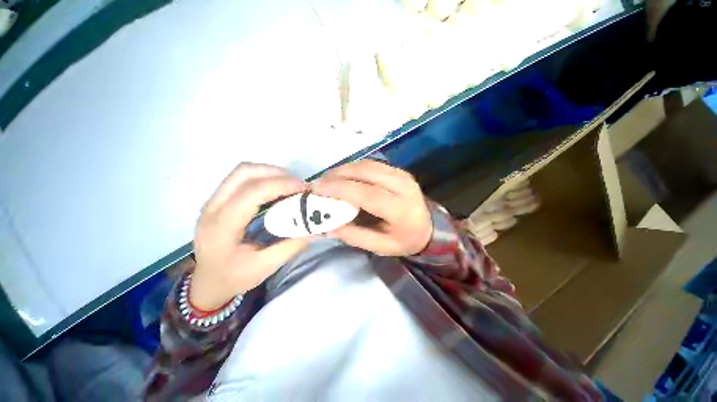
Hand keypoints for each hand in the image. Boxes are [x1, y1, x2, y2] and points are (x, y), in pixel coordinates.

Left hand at [190, 163, 309, 310]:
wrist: (207, 283)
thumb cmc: (233, 278)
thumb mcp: (265, 267)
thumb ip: (291, 246)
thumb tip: (316, 228)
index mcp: (222, 226)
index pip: (252, 192)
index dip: (280, 184)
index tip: (303, 188)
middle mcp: (212, 208)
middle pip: (244, 172)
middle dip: (276, 173)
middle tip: (297, 185)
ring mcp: (212, 201)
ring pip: (242, 171)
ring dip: (269, 173)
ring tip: (289, 185)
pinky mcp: (217, 200)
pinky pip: (241, 179)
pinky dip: (262, 178)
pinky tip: (276, 190)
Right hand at [313, 160, 431, 256]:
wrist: (429, 228)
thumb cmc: (404, 240)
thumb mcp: (381, 246)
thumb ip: (355, 236)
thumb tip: (328, 225)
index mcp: (401, 209)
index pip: (367, 194)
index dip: (341, 189)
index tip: (318, 188)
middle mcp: (403, 186)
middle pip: (366, 172)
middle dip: (339, 174)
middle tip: (319, 182)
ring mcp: (402, 175)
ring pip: (368, 164)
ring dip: (345, 169)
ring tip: (328, 179)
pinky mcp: (399, 171)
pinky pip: (372, 164)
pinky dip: (355, 167)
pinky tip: (344, 175)